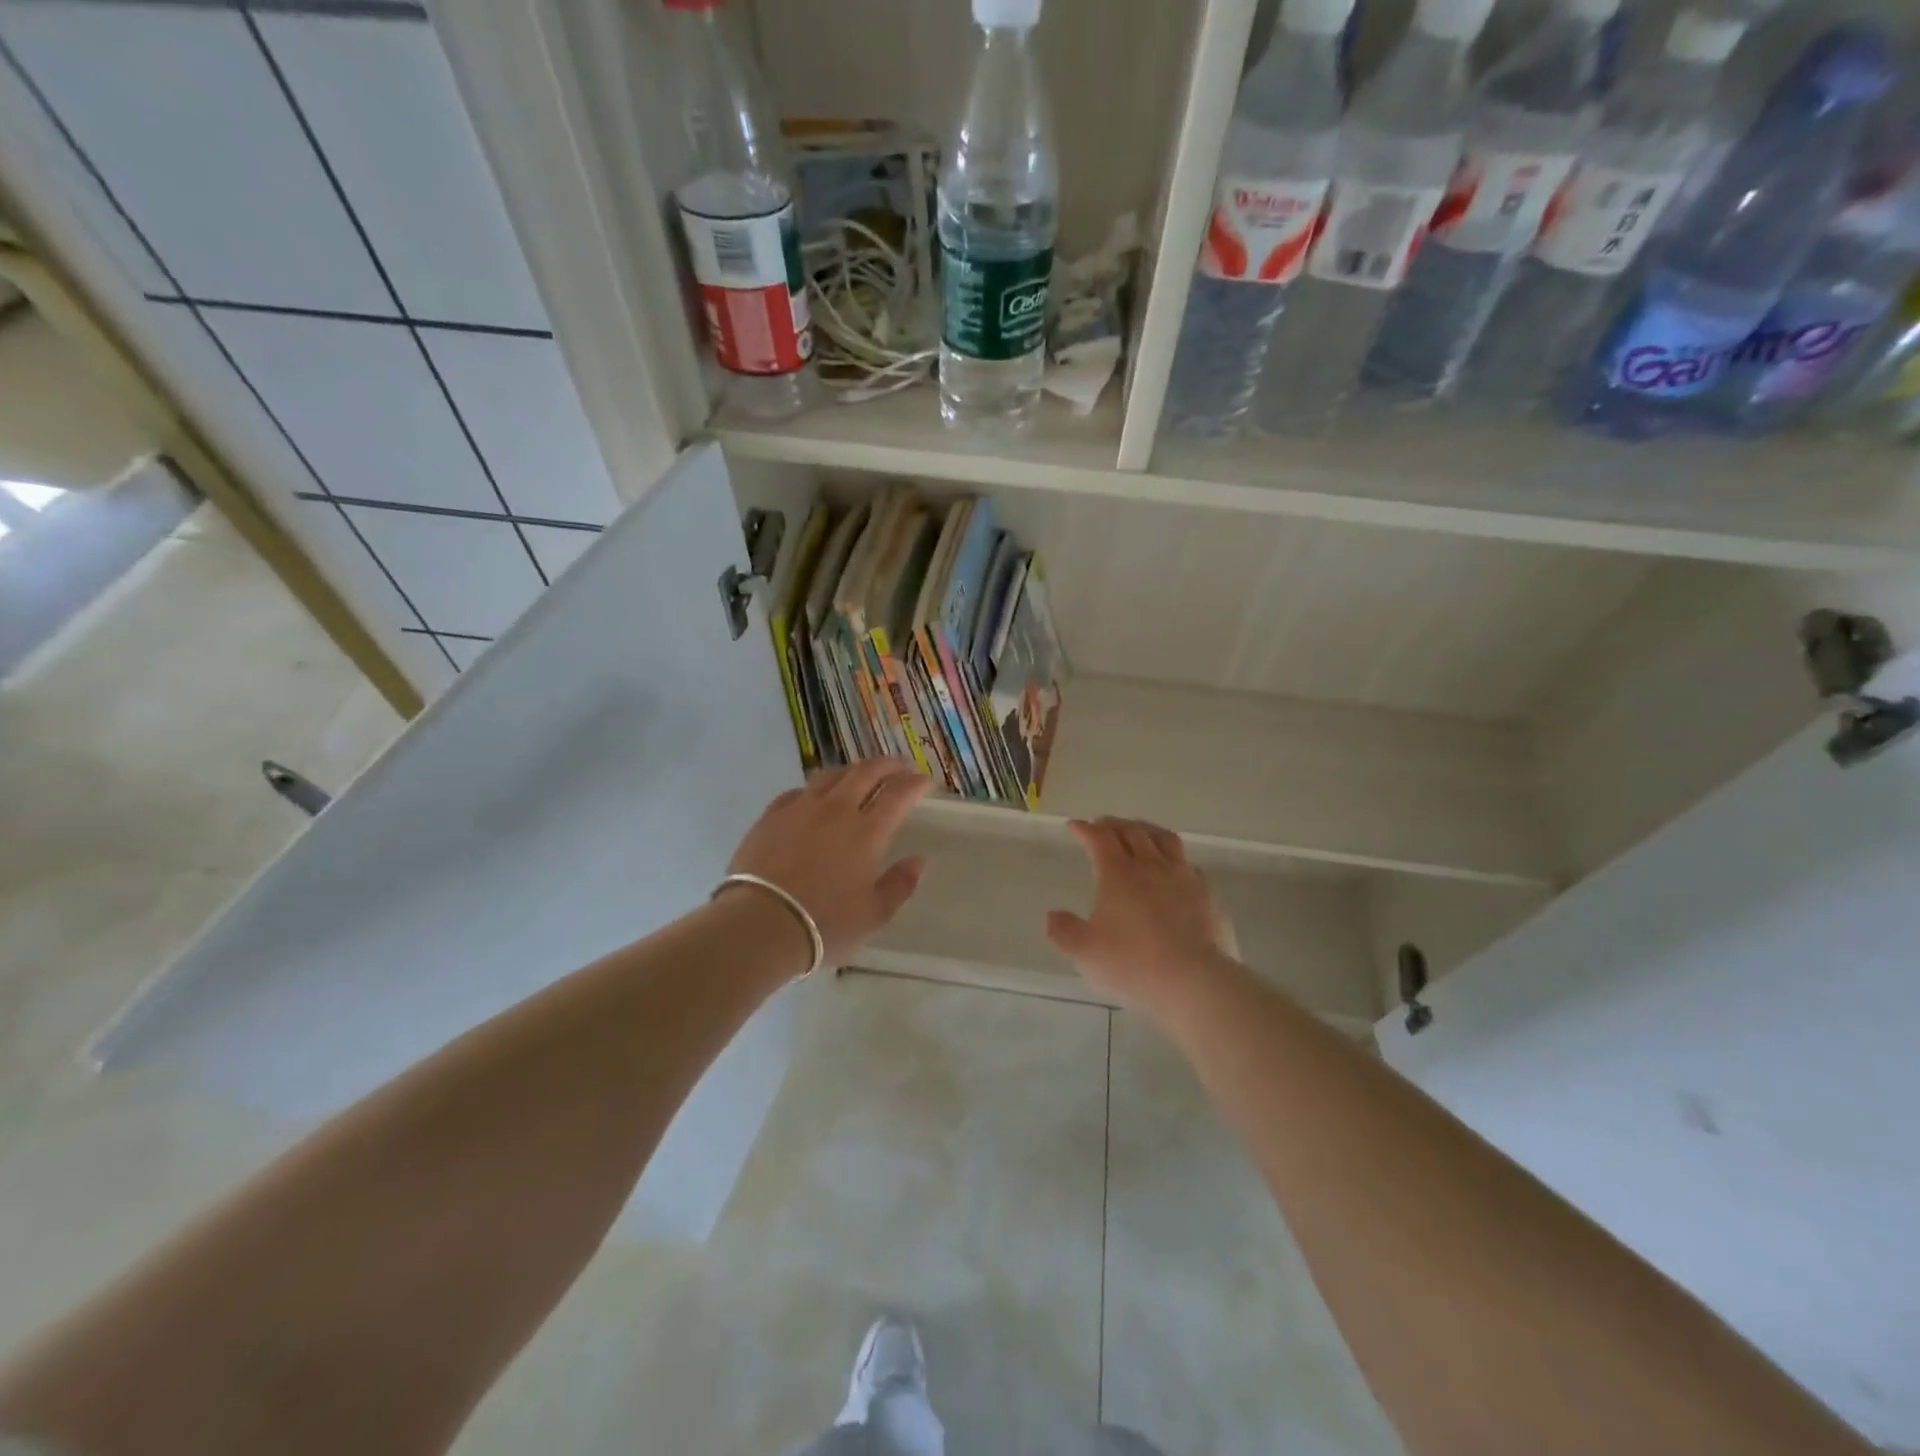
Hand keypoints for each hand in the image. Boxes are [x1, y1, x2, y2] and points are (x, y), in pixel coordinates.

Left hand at [724, 759, 929, 968]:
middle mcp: (836, 810)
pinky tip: (813, 797)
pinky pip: (797, 791)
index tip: (924, 781)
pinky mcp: (771, 816)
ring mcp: (800, 809)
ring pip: (830, 775)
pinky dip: (814, 789)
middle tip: (900, 766)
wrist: (760, 925)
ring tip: (859, 775)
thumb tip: (918, 861)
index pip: (897, 794)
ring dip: (852, 770)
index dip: (914, 784)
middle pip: (866, 772)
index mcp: (867, 831)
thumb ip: (899, 884)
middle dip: (888, 765)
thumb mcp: (873, 914)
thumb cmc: (825, 924)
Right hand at [1045, 817, 1241, 1016]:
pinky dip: (1175, 858)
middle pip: (1132, 832)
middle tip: (1102, 824)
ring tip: (1139, 832)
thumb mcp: (1085, 953)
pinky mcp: (1207, 895)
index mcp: (1118, 873)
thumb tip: (1052, 915)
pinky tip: (1174, 869)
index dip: (1085, 829)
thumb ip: (1064, 932)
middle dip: (1114, 824)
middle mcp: (1151, 866)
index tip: (1075, 826)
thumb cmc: (1133, 964)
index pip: (1099, 838)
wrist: (1195, 982)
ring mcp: (1184, 877)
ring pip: (1164, 840)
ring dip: (1147, 830)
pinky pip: (1189, 865)